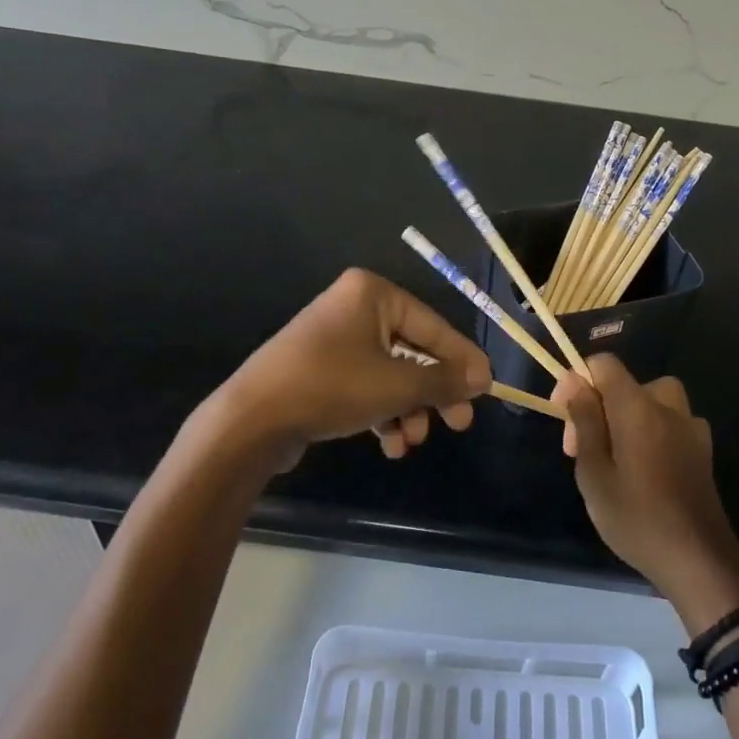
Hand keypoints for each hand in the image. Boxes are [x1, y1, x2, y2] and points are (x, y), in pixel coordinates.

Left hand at [213, 268, 491, 463]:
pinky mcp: (322, 369)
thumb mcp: (396, 384)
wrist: (251, 421)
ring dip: (408, 409)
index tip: (487, 389)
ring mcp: (335, 340)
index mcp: (372, 294)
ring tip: (411, 441)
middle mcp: (355, 308)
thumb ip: (443, 379)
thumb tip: (482, 379)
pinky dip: (382, 412)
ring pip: (391, 374)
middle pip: (413, 351)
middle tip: (458, 423)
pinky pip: (367, 385)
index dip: (463, 359)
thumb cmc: (331, 387)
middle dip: (433, 393)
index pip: (433, 326)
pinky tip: (390, 444)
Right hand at [553, 356, 738, 626]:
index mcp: (637, 406)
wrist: (699, 560)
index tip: (565, 416)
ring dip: (629, 417)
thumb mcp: (594, 472)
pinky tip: (646, 468)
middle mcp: (667, 407)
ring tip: (615, 456)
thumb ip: (585, 420)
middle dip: (601, 406)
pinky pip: (671, 423)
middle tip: (584, 450)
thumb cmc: (636, 518)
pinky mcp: (703, 450)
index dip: (579, 380)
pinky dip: (654, 432)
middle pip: (628, 384)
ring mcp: (690, 427)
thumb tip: (574, 380)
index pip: (605, 364)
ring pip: (652, 401)